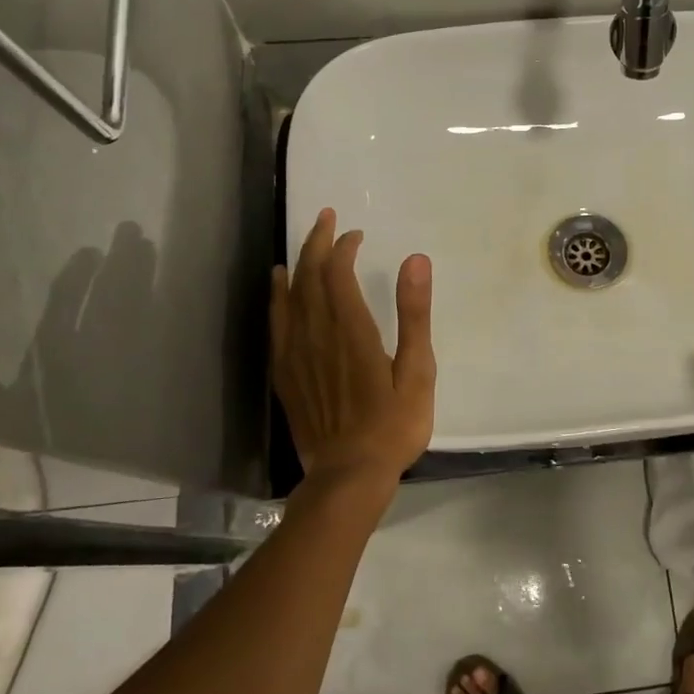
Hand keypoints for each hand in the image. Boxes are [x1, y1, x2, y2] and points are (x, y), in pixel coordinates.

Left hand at [272, 209, 435, 501]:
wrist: (348, 475)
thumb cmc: (393, 426)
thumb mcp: (417, 371)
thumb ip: (414, 314)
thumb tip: (416, 260)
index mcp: (352, 331)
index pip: (338, 273)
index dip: (343, 247)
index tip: (355, 234)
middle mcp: (317, 334)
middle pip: (309, 277)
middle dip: (316, 243)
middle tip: (325, 218)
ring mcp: (296, 354)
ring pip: (290, 296)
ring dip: (298, 263)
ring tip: (304, 242)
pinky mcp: (284, 374)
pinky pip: (276, 323)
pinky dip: (277, 297)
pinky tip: (278, 285)